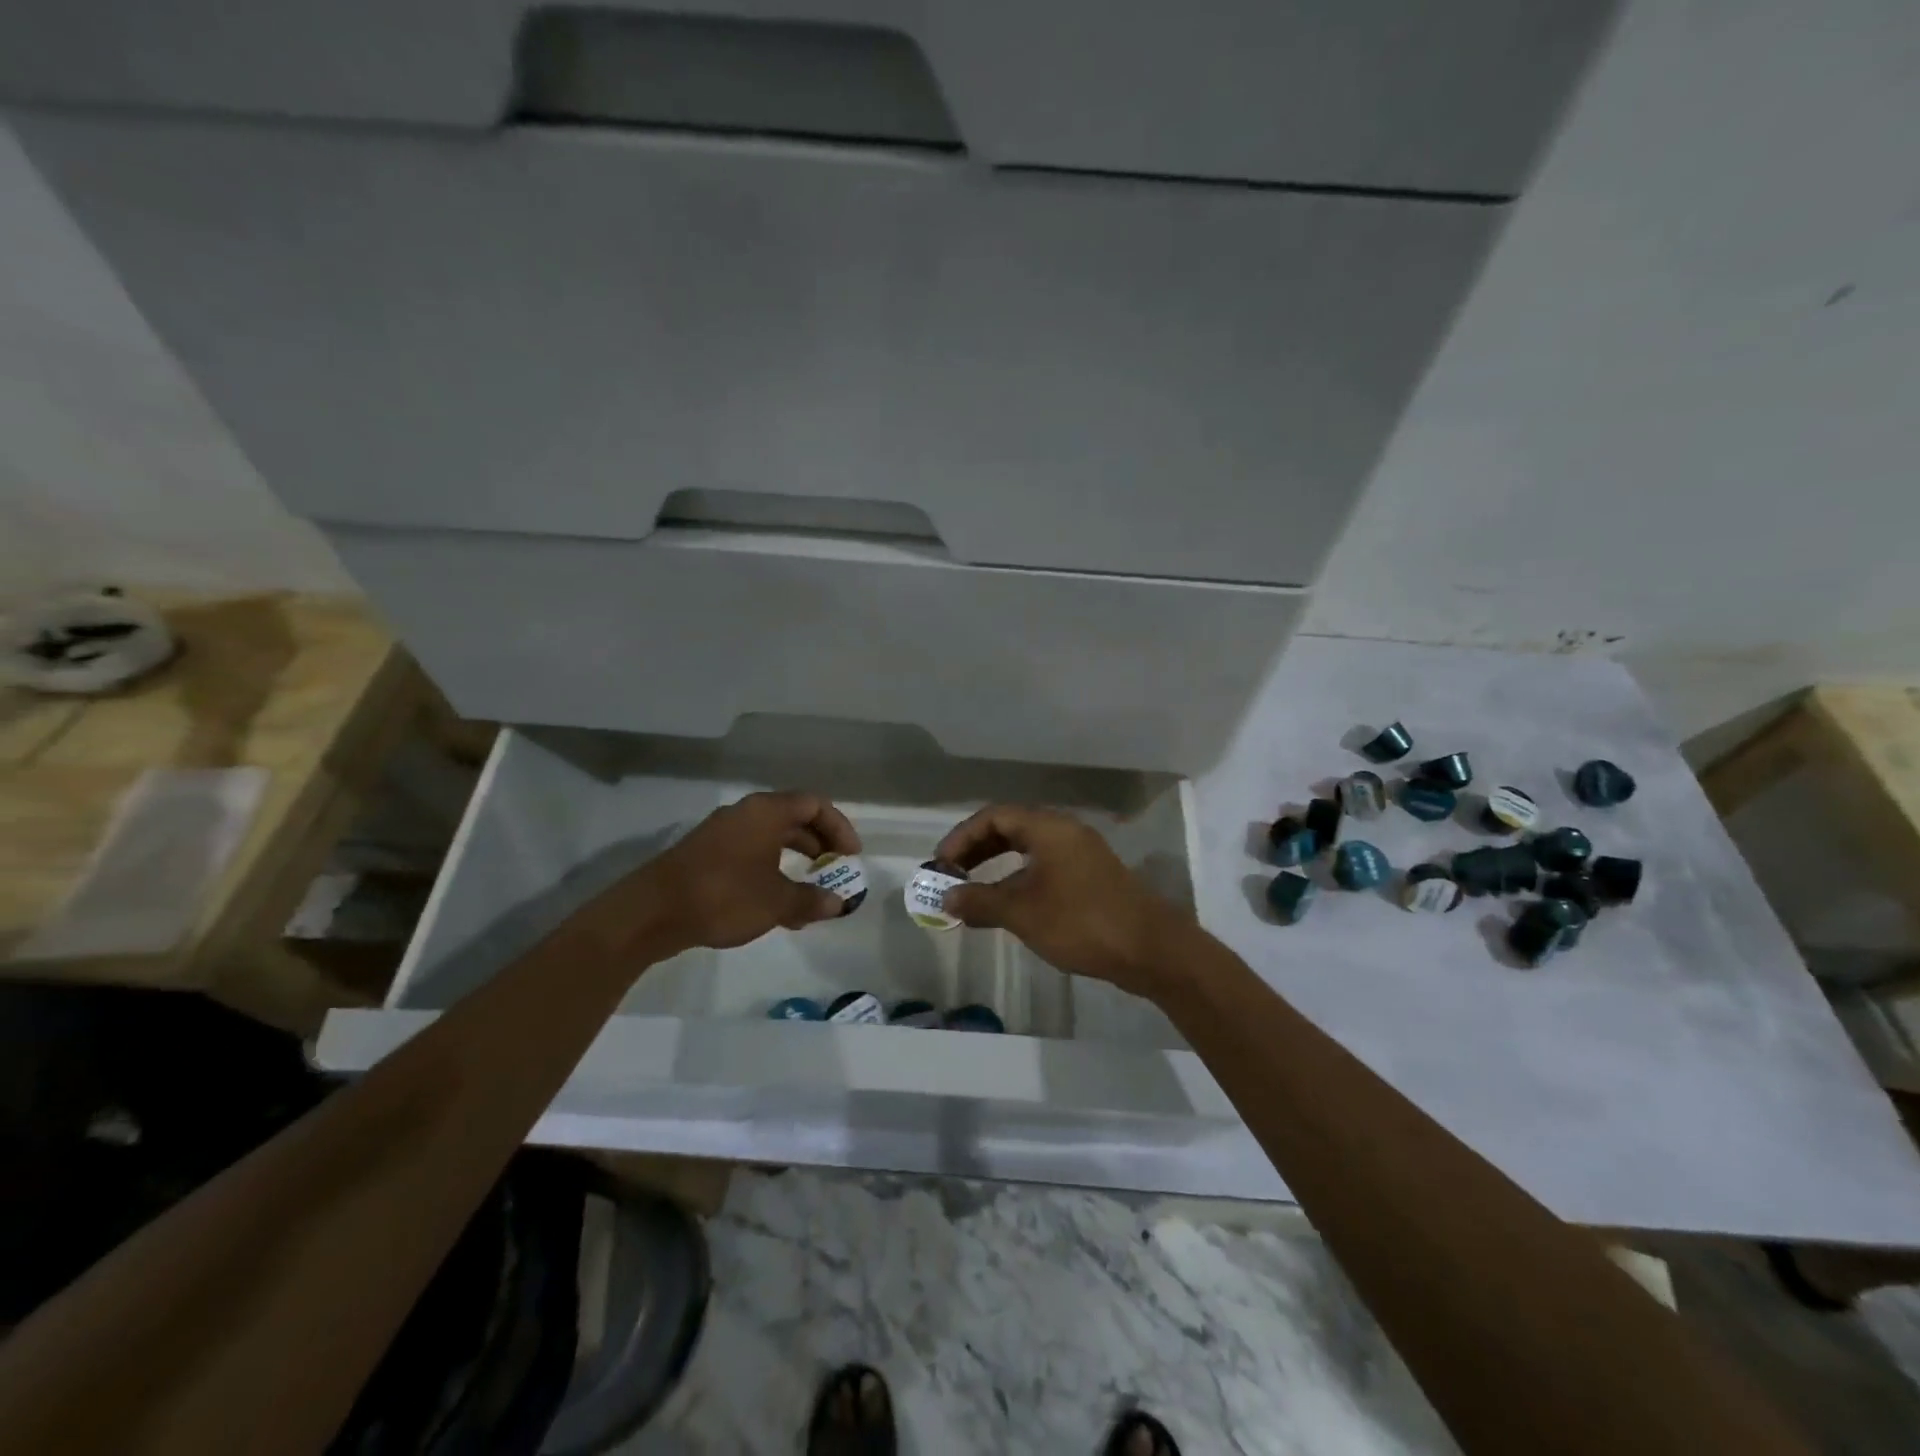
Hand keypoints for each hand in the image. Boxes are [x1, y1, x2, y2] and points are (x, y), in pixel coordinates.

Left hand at [628, 791, 861, 954]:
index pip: (815, 804)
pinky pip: (752, 854)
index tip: (851, 856)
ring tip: (810, 894)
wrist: (652, 912)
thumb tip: (838, 903)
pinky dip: (772, 872)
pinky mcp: (707, 854)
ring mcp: (723, 833)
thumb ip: (811, 900)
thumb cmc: (724, 896)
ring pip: (772, 839)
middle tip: (834, 870)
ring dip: (796, 862)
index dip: (839, 827)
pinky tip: (777, 907)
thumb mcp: (776, 902)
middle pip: (794, 818)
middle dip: (820, 844)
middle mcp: (746, 813)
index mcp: (767, 812)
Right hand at [934, 805, 1191, 997]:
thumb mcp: (1022, 913)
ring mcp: (1081, 854)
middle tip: (951, 876)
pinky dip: (1019, 879)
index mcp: (1048, 828)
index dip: (962, 837)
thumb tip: (946, 899)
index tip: (941, 865)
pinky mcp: (1091, 877)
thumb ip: (980, 902)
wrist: (1151, 950)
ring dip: (996, 867)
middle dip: (976, 850)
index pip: (994, 816)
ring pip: (1028, 849)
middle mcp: (1064, 832)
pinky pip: (1044, 867)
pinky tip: (1008, 906)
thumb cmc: (1082, 922)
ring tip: (972, 894)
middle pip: (1010, 828)